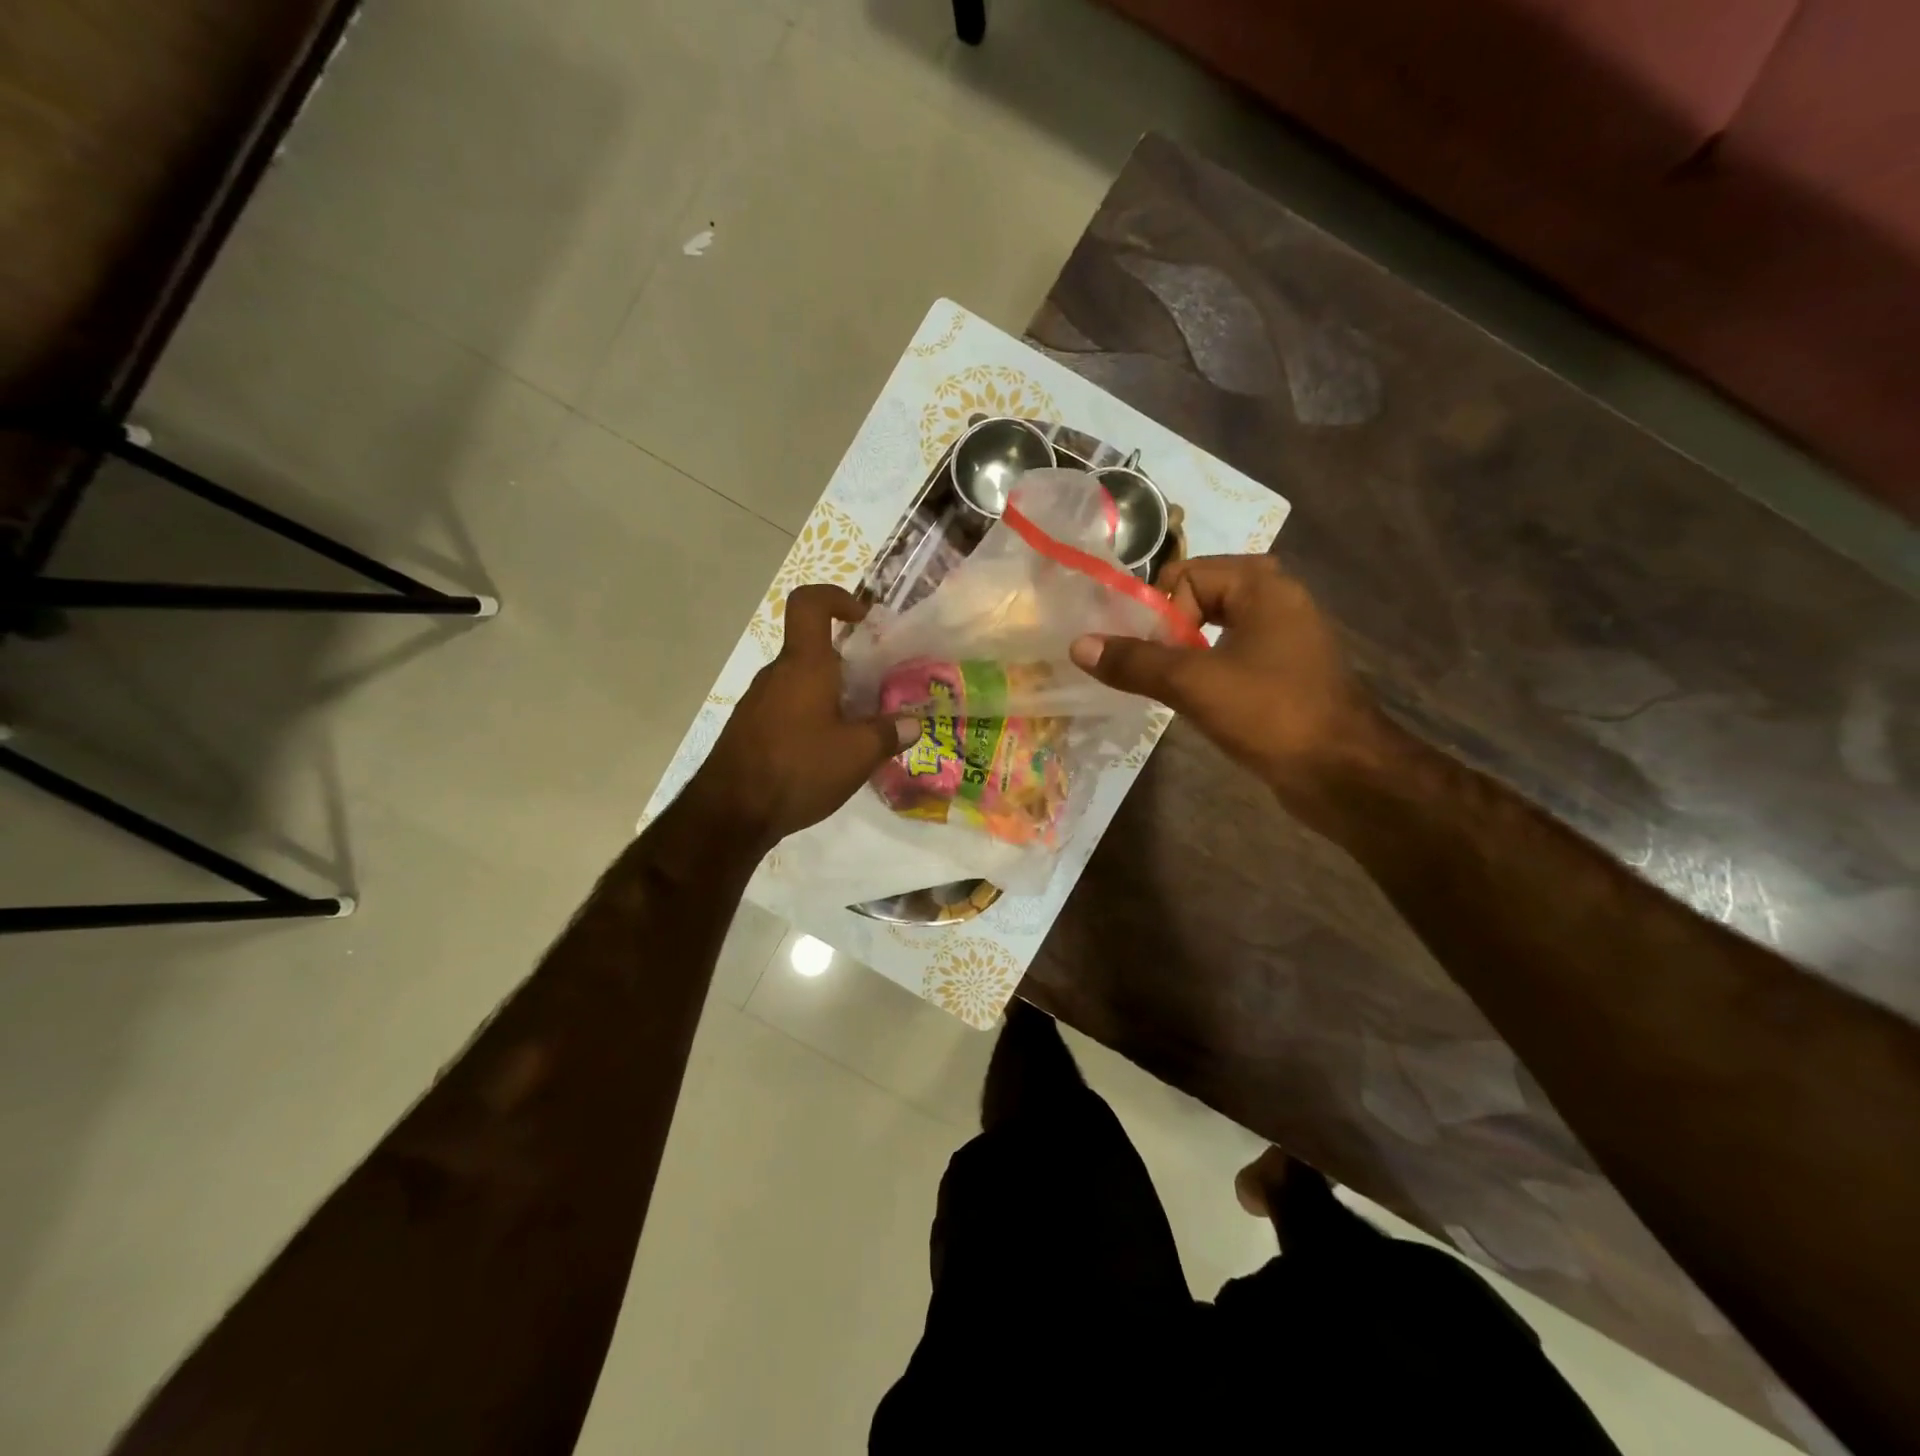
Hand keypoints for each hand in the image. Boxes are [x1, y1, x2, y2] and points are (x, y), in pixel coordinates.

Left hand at [687, 585, 919, 846]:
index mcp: (804, 665)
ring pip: (802, 683)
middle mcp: (777, 675)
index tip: (863, 619)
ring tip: (858, 731)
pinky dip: (811, 719)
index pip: (809, 604)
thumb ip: (888, 733)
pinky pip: (788, 709)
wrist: (729, 814)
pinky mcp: (750, 729)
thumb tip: (912, 723)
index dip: (836, 597)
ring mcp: (758, 702)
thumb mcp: (857, 754)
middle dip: (849, 665)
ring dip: (831, 696)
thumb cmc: (798, 769)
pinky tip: (827, 756)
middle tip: (878, 692)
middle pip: (813, 651)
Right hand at [1068, 555, 1384, 807]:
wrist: (1344, 774)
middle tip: (1150, 669)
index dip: (1158, 612)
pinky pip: (1231, 656)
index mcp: (1262, 585)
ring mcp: (1285, 638)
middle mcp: (1277, 600)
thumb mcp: (1192, 683)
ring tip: (1166, 688)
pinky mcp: (1285, 672)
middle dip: (1167, 632)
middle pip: (1198, 598)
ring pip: (1214, 630)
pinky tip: (1195, 702)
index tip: (1149, 655)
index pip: (1184, 575)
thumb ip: (1134, 661)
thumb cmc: (1271, 713)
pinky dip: (1206, 671)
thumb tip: (1078, 645)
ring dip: (1183, 655)